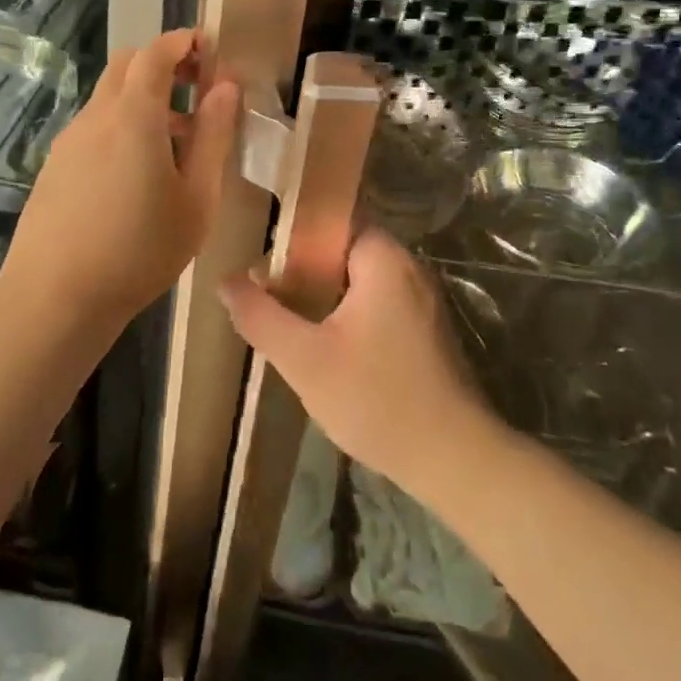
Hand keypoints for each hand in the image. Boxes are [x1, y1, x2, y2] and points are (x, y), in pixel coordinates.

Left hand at [0, 29, 240, 332]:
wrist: (56, 297)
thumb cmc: (140, 251)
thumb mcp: (197, 199)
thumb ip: (214, 137)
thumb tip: (226, 88)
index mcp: (134, 116)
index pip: (157, 53)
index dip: (185, 42)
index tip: (212, 50)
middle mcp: (96, 116)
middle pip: (128, 65)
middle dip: (165, 63)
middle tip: (198, 89)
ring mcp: (69, 140)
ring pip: (110, 96)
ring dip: (144, 98)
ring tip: (177, 141)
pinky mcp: (55, 165)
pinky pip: (94, 126)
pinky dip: (122, 124)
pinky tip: (138, 172)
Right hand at [218, 230, 500, 498]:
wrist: (454, 459)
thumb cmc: (376, 399)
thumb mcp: (304, 359)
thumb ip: (261, 316)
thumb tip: (226, 282)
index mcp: (384, 260)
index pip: (334, 222)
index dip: (294, 237)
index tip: (263, 263)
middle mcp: (410, 269)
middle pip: (345, 252)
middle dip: (304, 270)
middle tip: (268, 294)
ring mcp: (423, 301)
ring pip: (361, 282)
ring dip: (325, 297)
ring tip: (288, 319)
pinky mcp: (427, 331)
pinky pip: (379, 305)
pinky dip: (349, 315)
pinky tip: (326, 345)